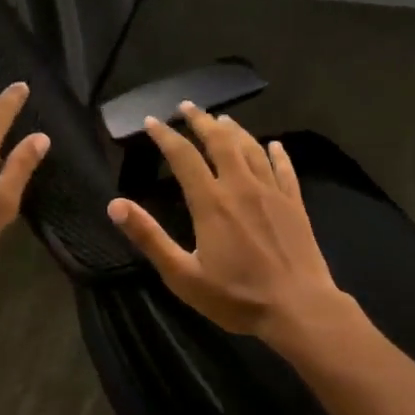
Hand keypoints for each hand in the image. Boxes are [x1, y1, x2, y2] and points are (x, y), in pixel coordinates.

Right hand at [107, 104, 350, 343]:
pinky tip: (274, 145)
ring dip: (234, 130)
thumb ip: (150, 237)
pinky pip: (284, 169)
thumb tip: (115, 204)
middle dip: (201, 121)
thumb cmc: (237, 297)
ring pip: (251, 149)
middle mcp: (241, 186)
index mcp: (211, 202)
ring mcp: (272, 192)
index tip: (152, 121)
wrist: (298, 307)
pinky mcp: (295, 203)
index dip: (165, 136)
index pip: (183, 156)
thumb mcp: (183, 275)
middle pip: (220, 141)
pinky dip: (277, 153)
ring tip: (222, 119)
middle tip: (187, 106)